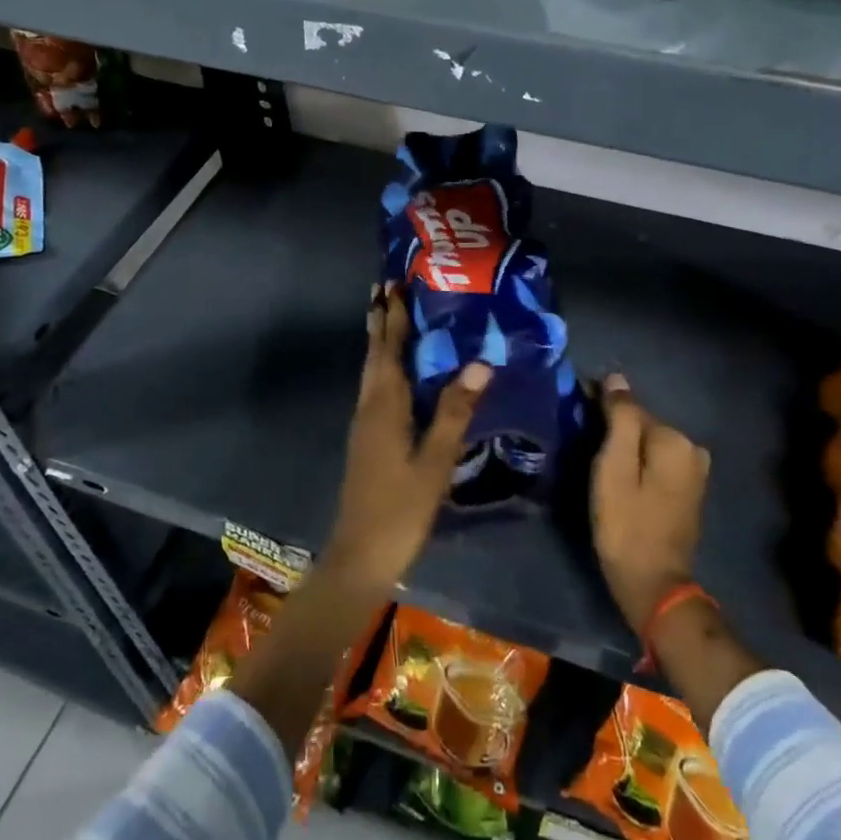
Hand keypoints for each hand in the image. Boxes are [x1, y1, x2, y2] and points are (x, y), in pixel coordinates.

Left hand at [324, 285, 491, 590]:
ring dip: (378, 341)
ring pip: (371, 371)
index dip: (394, 316)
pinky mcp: (366, 439)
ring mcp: (364, 424)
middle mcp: (370, 406)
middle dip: (380, 320)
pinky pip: (374, 388)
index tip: (393, 284)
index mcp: (385, 406)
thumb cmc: (401, 509)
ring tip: (388, 317)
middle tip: (384, 288)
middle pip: (374, 354)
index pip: (390, 349)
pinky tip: (395, 374)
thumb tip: (480, 362)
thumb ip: (456, 411)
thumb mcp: (435, 461)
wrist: (360, 555)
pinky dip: (382, 367)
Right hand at [591, 373, 711, 633]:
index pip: (630, 407)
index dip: (599, 409)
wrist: (653, 584)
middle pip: (641, 425)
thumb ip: (619, 418)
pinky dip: (638, 463)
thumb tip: (616, 378)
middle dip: (614, 428)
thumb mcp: (614, 467)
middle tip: (583, 444)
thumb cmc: (626, 524)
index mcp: (674, 439)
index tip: (575, 418)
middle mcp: (692, 448)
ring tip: (596, 461)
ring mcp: (695, 472)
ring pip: (648, 444)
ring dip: (625, 447)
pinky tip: (620, 478)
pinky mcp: (689, 490)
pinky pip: (657, 462)